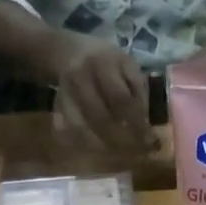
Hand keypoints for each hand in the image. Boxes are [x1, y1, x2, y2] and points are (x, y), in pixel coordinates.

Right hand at [52, 35, 153, 152]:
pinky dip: (81, 143)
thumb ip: (138, 91)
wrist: (70, 52)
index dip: (136, 124)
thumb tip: (145, 125)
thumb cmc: (107, 61)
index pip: (121, 100)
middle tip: (136, 152)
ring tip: (118, 153)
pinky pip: (66, 130)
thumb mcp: (128, 65)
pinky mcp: (55, 105)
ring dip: (101, 145)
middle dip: (120, 139)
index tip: (149, 141)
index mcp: (105, 63)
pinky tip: (96, 148)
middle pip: (100, 117)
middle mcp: (81, 77)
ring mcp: (65, 92)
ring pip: (80, 128)